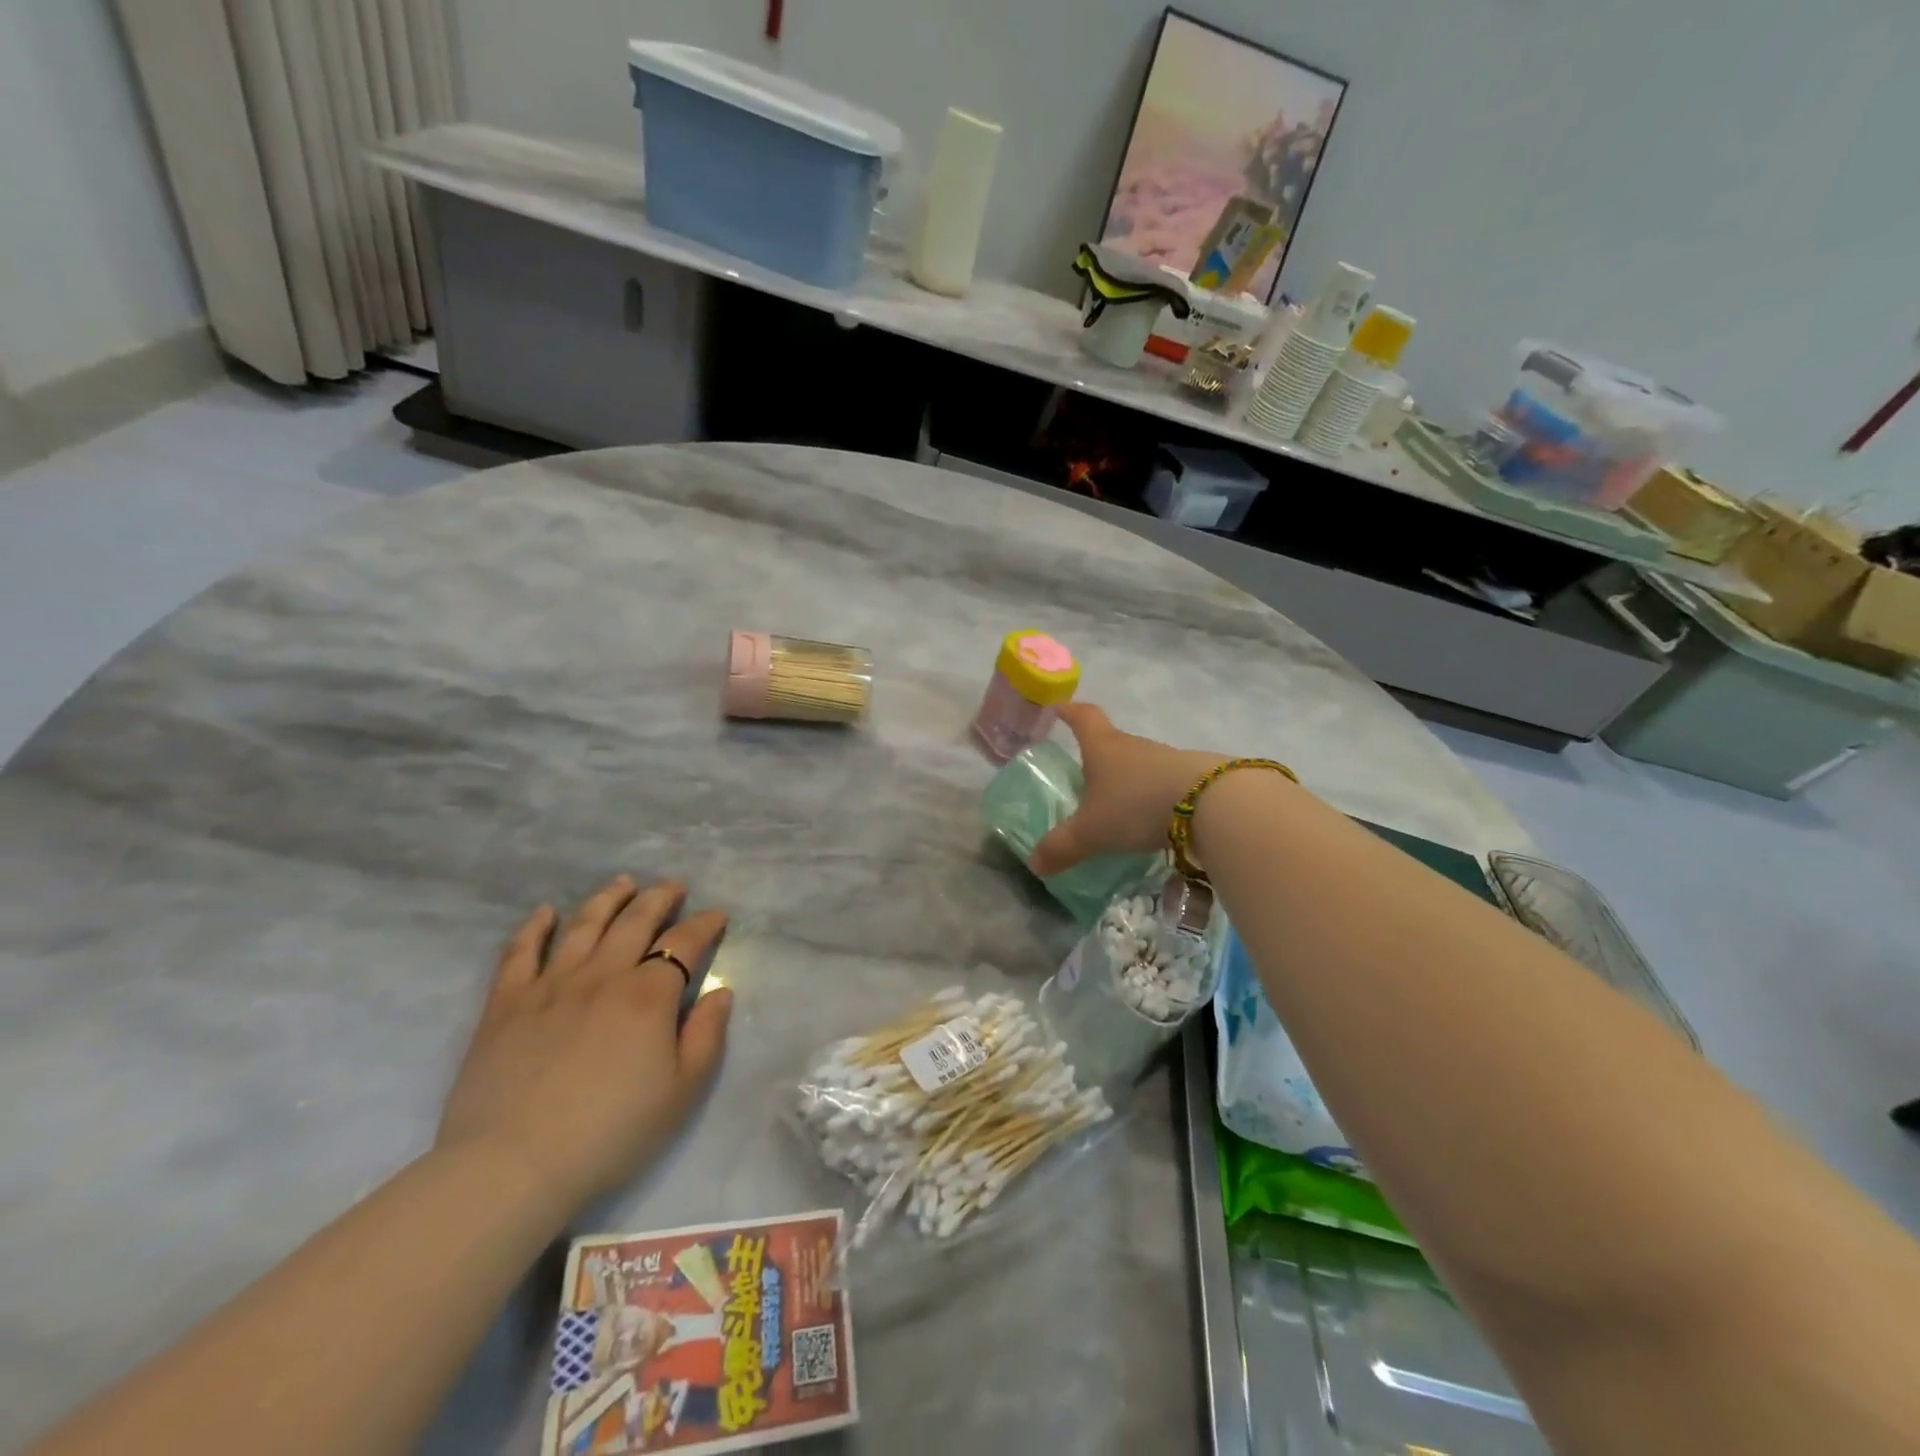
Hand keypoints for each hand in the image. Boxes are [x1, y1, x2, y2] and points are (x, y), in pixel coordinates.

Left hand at [436, 875, 732, 1214]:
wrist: (512, 1167)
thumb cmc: (610, 1133)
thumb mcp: (681, 1092)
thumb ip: (706, 1035)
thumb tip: (720, 991)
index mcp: (648, 996)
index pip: (684, 943)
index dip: (704, 924)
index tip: (717, 915)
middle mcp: (603, 976)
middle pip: (635, 921)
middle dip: (659, 898)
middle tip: (673, 886)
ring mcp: (551, 985)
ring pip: (584, 924)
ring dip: (607, 898)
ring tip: (623, 883)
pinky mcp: (506, 1003)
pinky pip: (520, 952)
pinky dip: (535, 927)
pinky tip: (546, 912)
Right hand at [1028, 704, 1226, 875]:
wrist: (1211, 803)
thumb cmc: (1136, 805)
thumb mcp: (1091, 832)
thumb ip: (1061, 847)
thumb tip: (1034, 864)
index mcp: (1103, 747)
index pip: (1083, 718)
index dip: (1069, 712)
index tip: (1060, 708)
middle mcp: (1134, 746)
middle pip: (1112, 742)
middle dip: (1098, 755)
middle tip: (1086, 775)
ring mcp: (1167, 759)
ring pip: (1140, 764)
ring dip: (1129, 779)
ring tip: (1120, 805)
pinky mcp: (1193, 777)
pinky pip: (1164, 783)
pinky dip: (1154, 796)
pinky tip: (1153, 819)